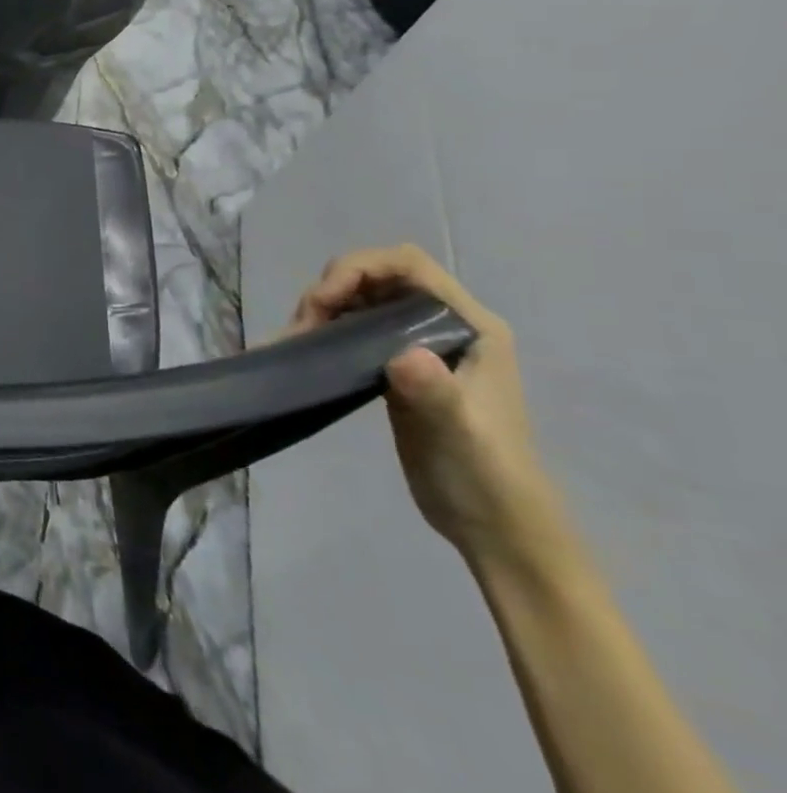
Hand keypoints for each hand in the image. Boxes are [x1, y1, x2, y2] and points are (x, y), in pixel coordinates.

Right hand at [288, 245, 564, 575]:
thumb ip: (435, 393)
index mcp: (472, 326)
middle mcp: (447, 324)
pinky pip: (355, 327)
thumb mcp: (458, 435)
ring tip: (298, 343)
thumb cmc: (484, 477)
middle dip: (332, 290)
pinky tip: (306, 352)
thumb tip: (403, 355)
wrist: (495, 527)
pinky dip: (325, 330)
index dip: (358, 268)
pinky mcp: (398, 366)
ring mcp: (420, 344)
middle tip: (303, 330)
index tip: (321, 302)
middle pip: (376, 276)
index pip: (408, 265)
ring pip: (360, 299)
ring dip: (323, 309)